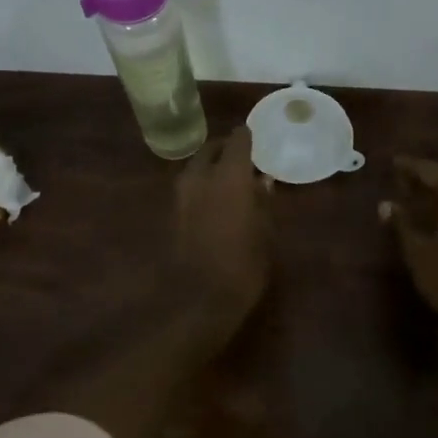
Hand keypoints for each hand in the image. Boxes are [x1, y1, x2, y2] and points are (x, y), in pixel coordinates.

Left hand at [174, 126, 271, 334]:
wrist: (198, 300)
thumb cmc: (243, 265)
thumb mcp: (265, 232)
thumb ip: (263, 201)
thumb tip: (262, 181)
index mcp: (228, 175)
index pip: (237, 140)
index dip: (247, 137)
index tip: (257, 139)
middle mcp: (200, 177)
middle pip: (210, 149)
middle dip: (226, 150)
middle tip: (244, 159)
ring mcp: (181, 195)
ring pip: (196, 167)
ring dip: (212, 168)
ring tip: (232, 181)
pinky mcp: (172, 213)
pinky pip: (190, 187)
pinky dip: (203, 186)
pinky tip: (218, 201)